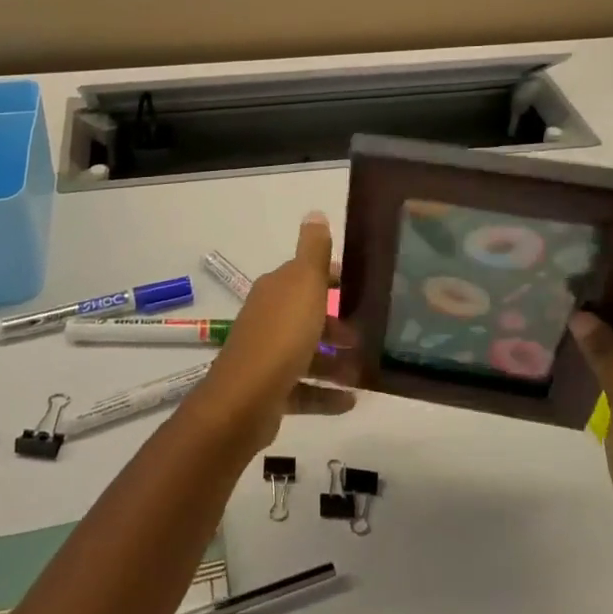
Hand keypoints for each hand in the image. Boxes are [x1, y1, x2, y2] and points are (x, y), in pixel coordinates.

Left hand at [190, 212, 355, 452]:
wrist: (245, 400)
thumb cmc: (282, 335)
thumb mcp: (304, 284)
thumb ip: (313, 251)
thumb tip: (315, 212)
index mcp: (276, 290)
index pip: (305, 275)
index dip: (332, 278)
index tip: (361, 287)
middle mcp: (268, 318)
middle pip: (306, 315)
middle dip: (336, 322)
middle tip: (367, 333)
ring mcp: (267, 356)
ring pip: (307, 353)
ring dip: (335, 361)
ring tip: (364, 370)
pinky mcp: (270, 391)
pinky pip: (304, 390)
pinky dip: (327, 394)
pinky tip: (351, 401)